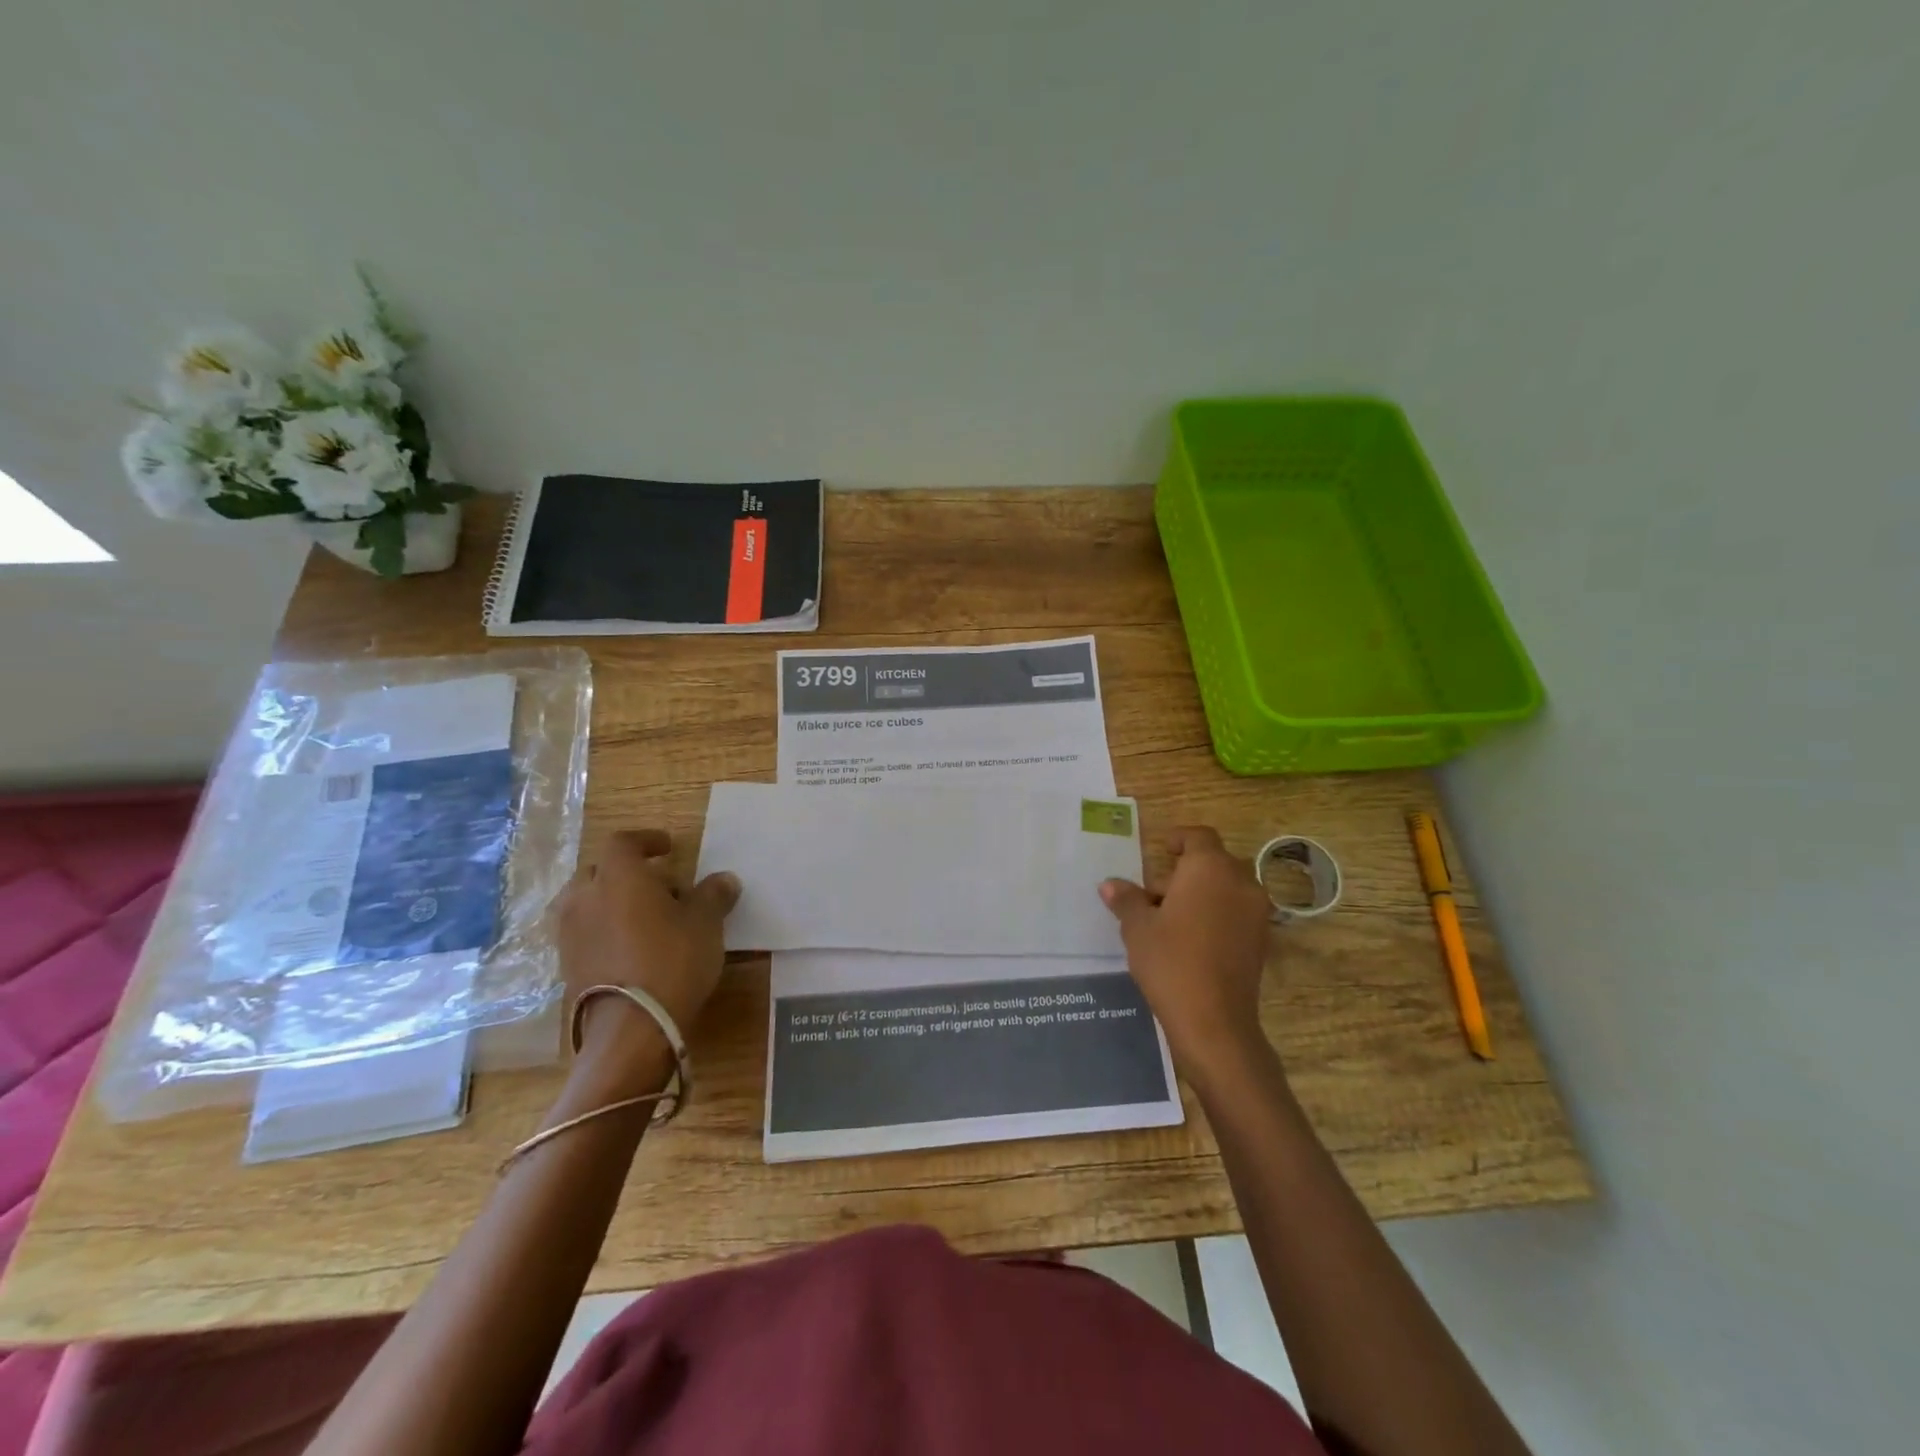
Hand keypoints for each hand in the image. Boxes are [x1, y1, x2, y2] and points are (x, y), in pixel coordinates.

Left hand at [556, 830, 739, 1083]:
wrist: (631, 1028)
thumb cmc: (672, 961)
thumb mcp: (706, 924)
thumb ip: (713, 895)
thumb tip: (724, 880)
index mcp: (618, 876)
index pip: (623, 842)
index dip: (646, 840)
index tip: (667, 847)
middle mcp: (586, 897)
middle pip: (599, 870)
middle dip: (626, 872)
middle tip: (659, 886)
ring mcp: (570, 933)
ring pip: (586, 901)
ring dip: (610, 901)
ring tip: (642, 917)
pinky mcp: (566, 965)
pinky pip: (584, 931)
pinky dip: (603, 929)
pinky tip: (629, 946)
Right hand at [1099, 826, 1275, 1088]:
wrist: (1214, 1022)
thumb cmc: (1171, 962)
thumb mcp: (1137, 927)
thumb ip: (1126, 899)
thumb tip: (1110, 885)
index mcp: (1210, 868)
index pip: (1198, 836)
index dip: (1179, 839)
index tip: (1161, 849)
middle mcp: (1240, 882)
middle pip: (1213, 862)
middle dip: (1184, 872)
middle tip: (1152, 895)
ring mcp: (1256, 912)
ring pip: (1225, 888)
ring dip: (1200, 894)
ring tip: (1167, 920)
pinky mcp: (1261, 940)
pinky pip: (1235, 911)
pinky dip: (1215, 914)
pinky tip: (1189, 940)